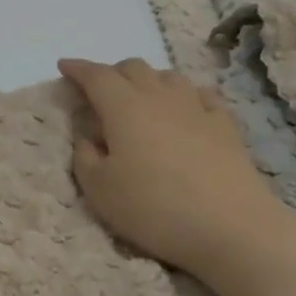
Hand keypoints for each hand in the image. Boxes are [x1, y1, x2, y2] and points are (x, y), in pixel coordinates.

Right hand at [59, 55, 295, 295]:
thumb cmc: (154, 209)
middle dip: (111, 73)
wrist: (232, 229)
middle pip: (133, 68)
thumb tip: (88, 137)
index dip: (77, 69)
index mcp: (123, 108)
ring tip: (139, 99)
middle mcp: (160, 98)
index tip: (64, 66)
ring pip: (168, 76)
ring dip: (147, 80)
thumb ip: (85, 157)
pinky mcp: (226, 127)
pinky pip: (201, 95)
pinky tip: (184, 108)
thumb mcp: (99, 190)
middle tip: (98, 91)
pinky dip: (183, 95)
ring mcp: (197, 109)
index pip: (96, 76)